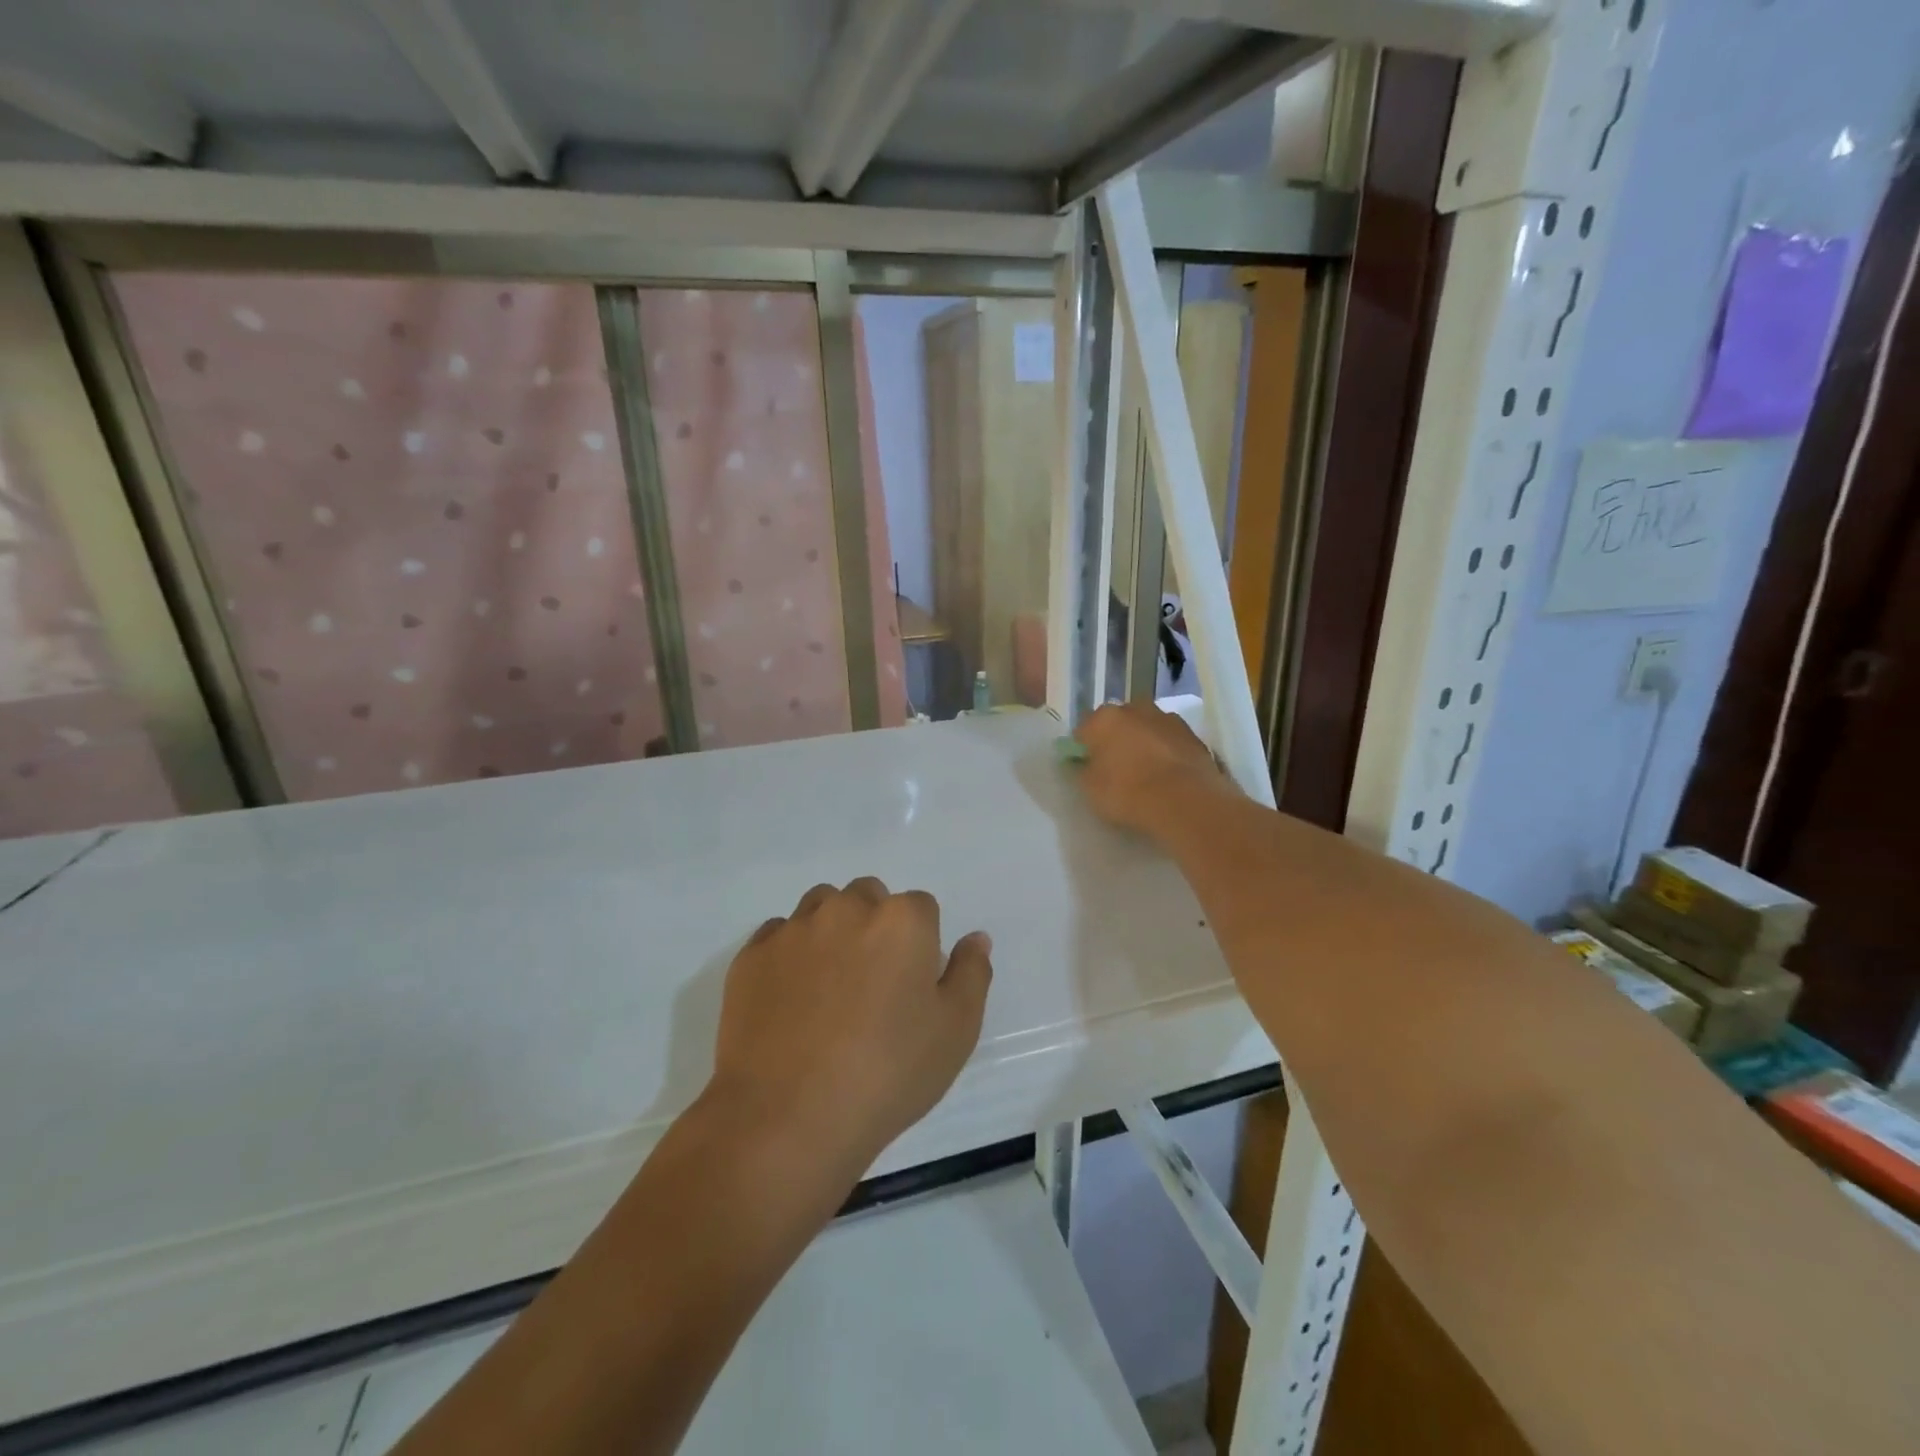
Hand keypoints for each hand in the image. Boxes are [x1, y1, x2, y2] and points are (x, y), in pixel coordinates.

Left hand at [706, 879, 992, 1180]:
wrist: (787, 1118)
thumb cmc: (887, 1074)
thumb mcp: (955, 1032)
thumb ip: (971, 973)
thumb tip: (975, 938)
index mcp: (902, 921)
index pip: (922, 907)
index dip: (922, 943)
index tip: (912, 985)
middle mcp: (847, 909)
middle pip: (869, 896)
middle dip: (876, 924)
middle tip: (873, 983)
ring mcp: (794, 929)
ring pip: (822, 906)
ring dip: (832, 929)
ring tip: (830, 986)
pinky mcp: (752, 955)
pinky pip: (779, 935)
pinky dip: (789, 953)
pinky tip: (791, 999)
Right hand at [1074, 701, 1229, 839]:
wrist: (1185, 801)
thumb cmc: (1127, 792)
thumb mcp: (1090, 789)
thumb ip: (1083, 770)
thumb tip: (1085, 762)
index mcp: (1104, 718)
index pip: (1083, 730)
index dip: (1083, 749)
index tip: (1087, 767)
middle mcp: (1135, 709)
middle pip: (1118, 723)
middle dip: (1115, 740)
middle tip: (1116, 768)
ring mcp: (1167, 719)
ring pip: (1147, 728)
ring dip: (1144, 742)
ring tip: (1145, 772)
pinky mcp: (1193, 735)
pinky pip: (1170, 741)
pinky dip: (1166, 752)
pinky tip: (1167, 775)